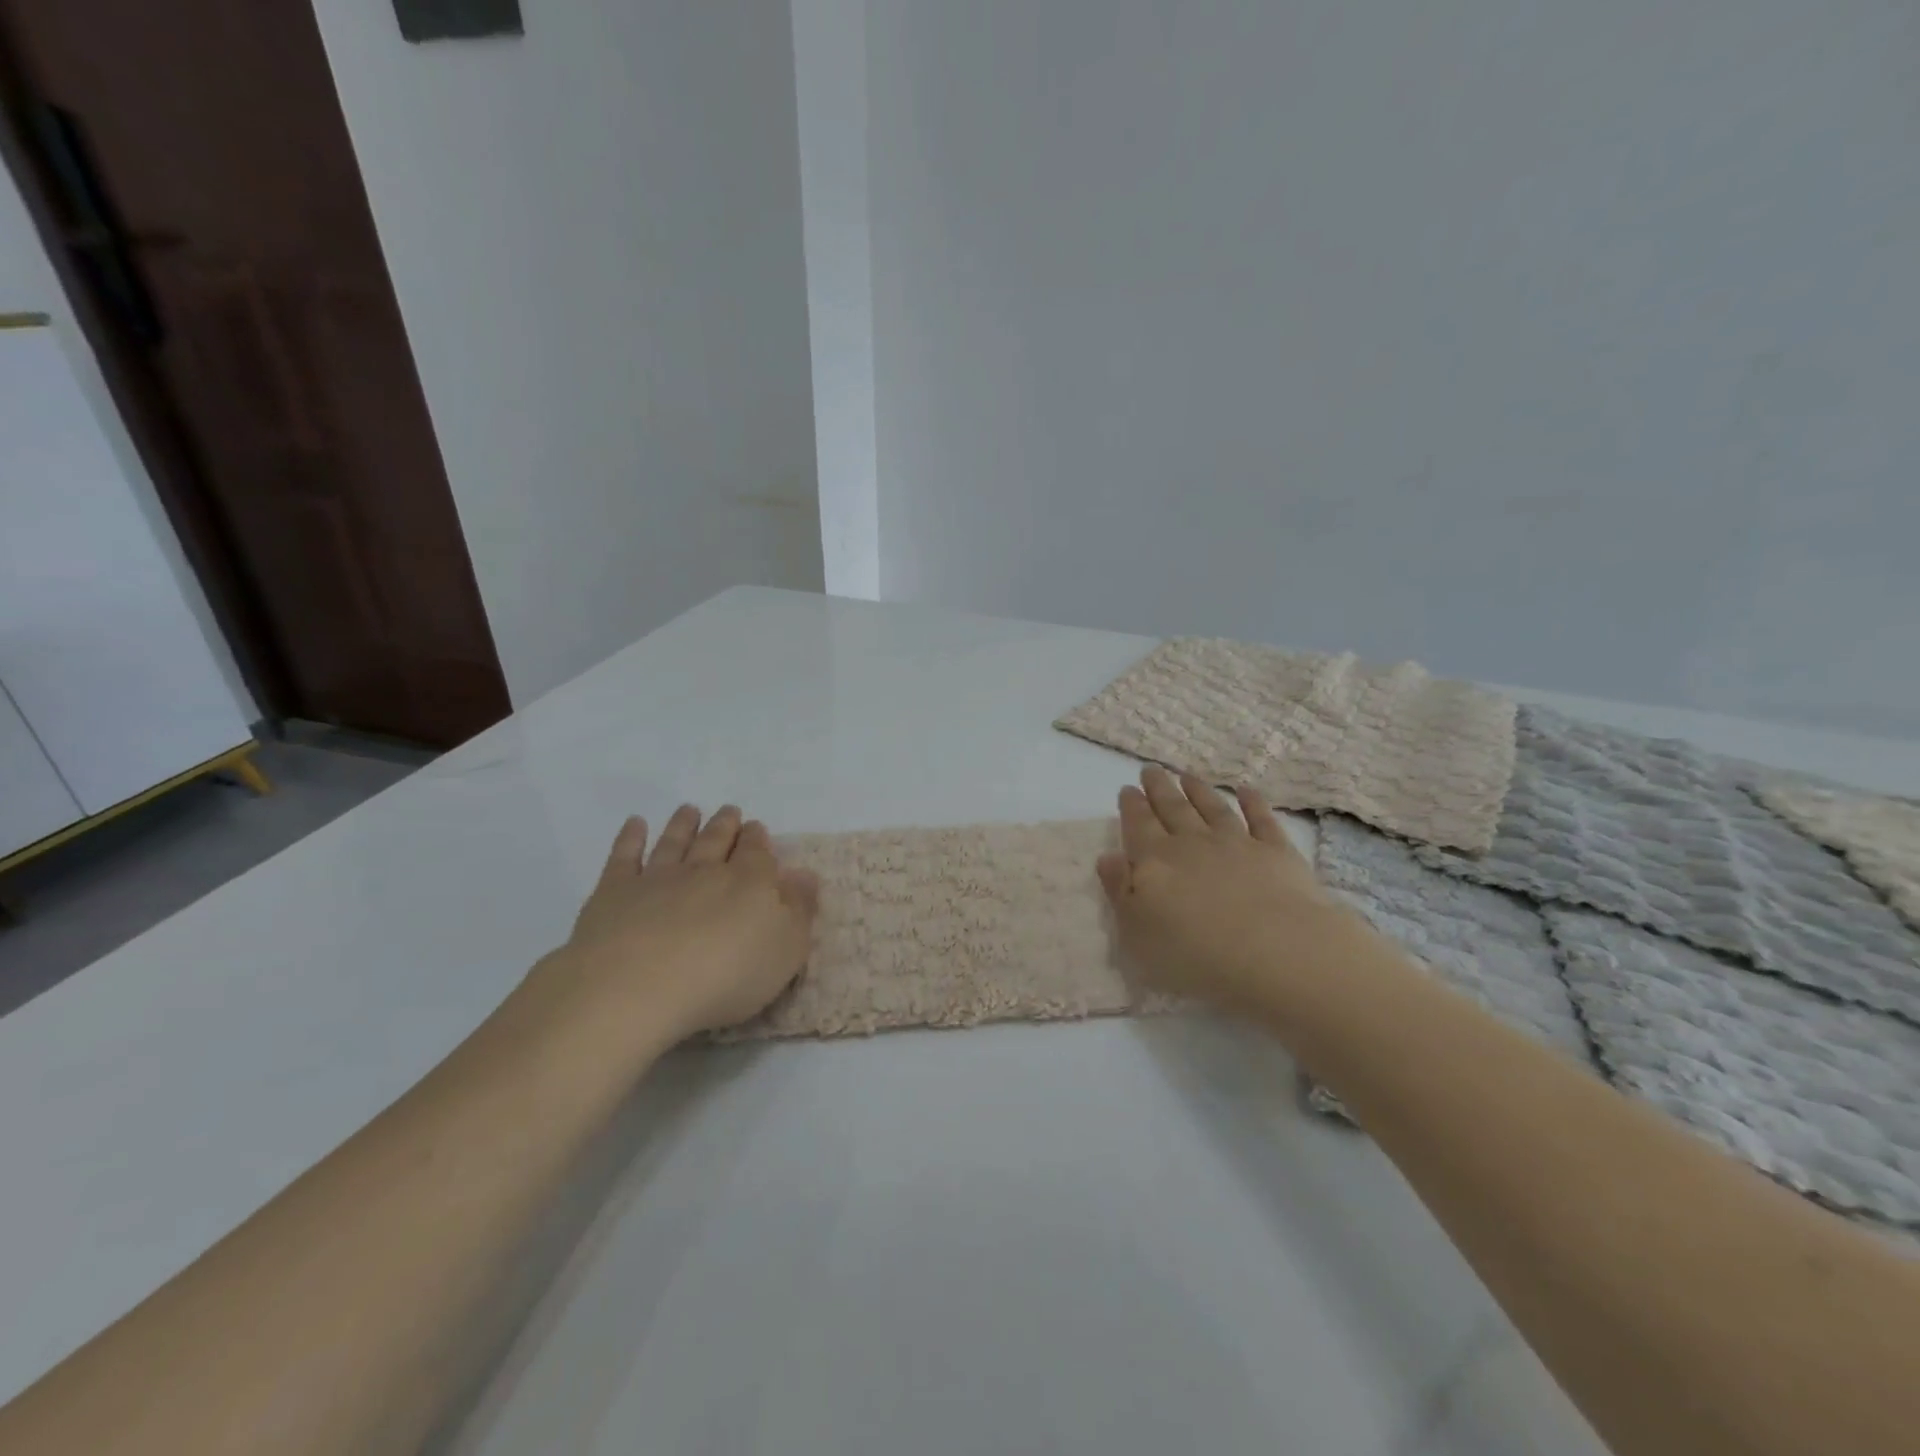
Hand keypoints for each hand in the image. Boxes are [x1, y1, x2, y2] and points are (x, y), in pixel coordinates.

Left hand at [536, 804, 820, 1052]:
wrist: (638, 985)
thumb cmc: (725, 975)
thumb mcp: (785, 951)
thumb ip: (798, 910)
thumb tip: (805, 875)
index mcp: (749, 882)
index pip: (757, 852)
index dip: (758, 839)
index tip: (757, 828)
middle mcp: (705, 870)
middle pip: (717, 840)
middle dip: (726, 825)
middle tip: (729, 811)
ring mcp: (657, 877)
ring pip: (675, 842)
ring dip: (683, 824)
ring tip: (689, 809)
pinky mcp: (615, 892)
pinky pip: (625, 856)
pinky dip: (631, 837)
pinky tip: (635, 824)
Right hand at [1097, 767, 1356, 1016]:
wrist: (1275, 953)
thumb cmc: (1195, 954)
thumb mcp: (1137, 933)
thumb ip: (1119, 891)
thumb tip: (1108, 856)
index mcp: (1155, 862)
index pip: (1138, 825)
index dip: (1132, 806)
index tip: (1127, 788)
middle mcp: (1193, 843)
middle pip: (1172, 808)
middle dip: (1159, 788)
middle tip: (1151, 769)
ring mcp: (1237, 843)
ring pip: (1212, 808)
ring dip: (1198, 790)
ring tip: (1187, 775)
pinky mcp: (1276, 852)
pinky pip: (1261, 819)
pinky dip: (1252, 802)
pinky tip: (1246, 790)